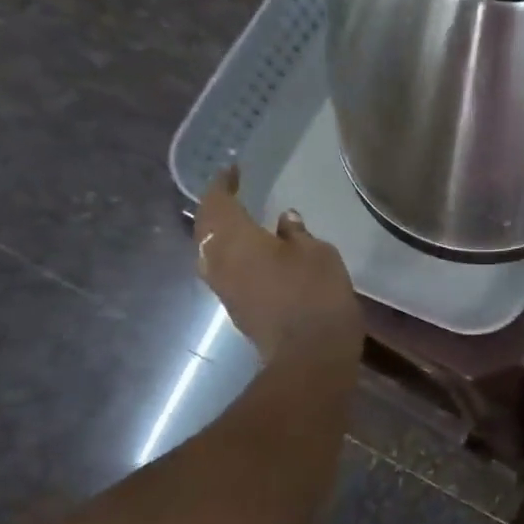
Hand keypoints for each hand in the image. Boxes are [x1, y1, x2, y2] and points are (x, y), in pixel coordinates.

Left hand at [194, 165, 361, 367]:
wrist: (309, 353)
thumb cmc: (315, 293)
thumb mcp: (317, 253)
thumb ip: (296, 232)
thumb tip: (283, 220)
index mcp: (234, 238)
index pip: (217, 201)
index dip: (224, 183)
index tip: (235, 170)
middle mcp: (217, 259)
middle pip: (206, 226)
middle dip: (217, 207)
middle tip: (234, 193)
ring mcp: (223, 286)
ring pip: (210, 249)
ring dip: (220, 232)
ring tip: (240, 220)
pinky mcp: (235, 306)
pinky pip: (224, 268)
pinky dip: (232, 253)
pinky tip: (252, 251)